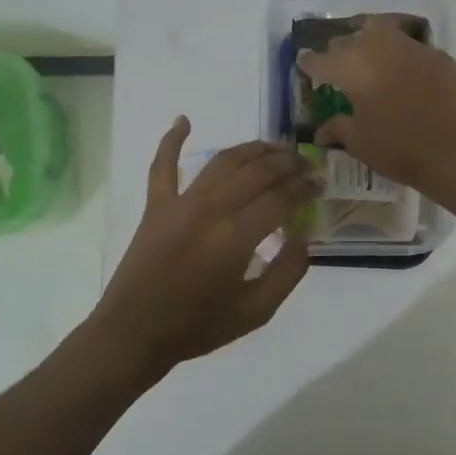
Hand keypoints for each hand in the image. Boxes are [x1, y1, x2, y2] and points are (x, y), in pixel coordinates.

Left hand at [92, 117, 316, 379]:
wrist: (134, 333)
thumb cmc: (198, 327)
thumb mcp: (256, 312)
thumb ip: (287, 273)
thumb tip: (303, 237)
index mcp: (236, 237)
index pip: (281, 198)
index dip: (305, 187)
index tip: (320, 184)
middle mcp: (210, 210)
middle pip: (257, 171)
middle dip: (287, 163)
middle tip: (305, 163)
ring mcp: (180, 203)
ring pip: (223, 161)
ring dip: (252, 149)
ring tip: (274, 148)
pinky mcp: (155, 205)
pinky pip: (162, 165)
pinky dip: (171, 140)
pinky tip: (183, 120)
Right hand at [297, 15, 455, 195]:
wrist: (453, 152)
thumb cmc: (397, 148)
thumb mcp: (359, 142)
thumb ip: (337, 128)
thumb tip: (320, 131)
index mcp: (353, 67)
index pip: (322, 59)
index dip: (310, 62)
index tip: (304, 63)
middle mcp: (380, 48)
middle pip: (351, 38)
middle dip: (340, 49)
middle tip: (337, 64)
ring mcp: (413, 48)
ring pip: (383, 31)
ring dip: (370, 41)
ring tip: (368, 57)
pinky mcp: (439, 57)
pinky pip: (412, 48)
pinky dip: (402, 55)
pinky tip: (403, 72)